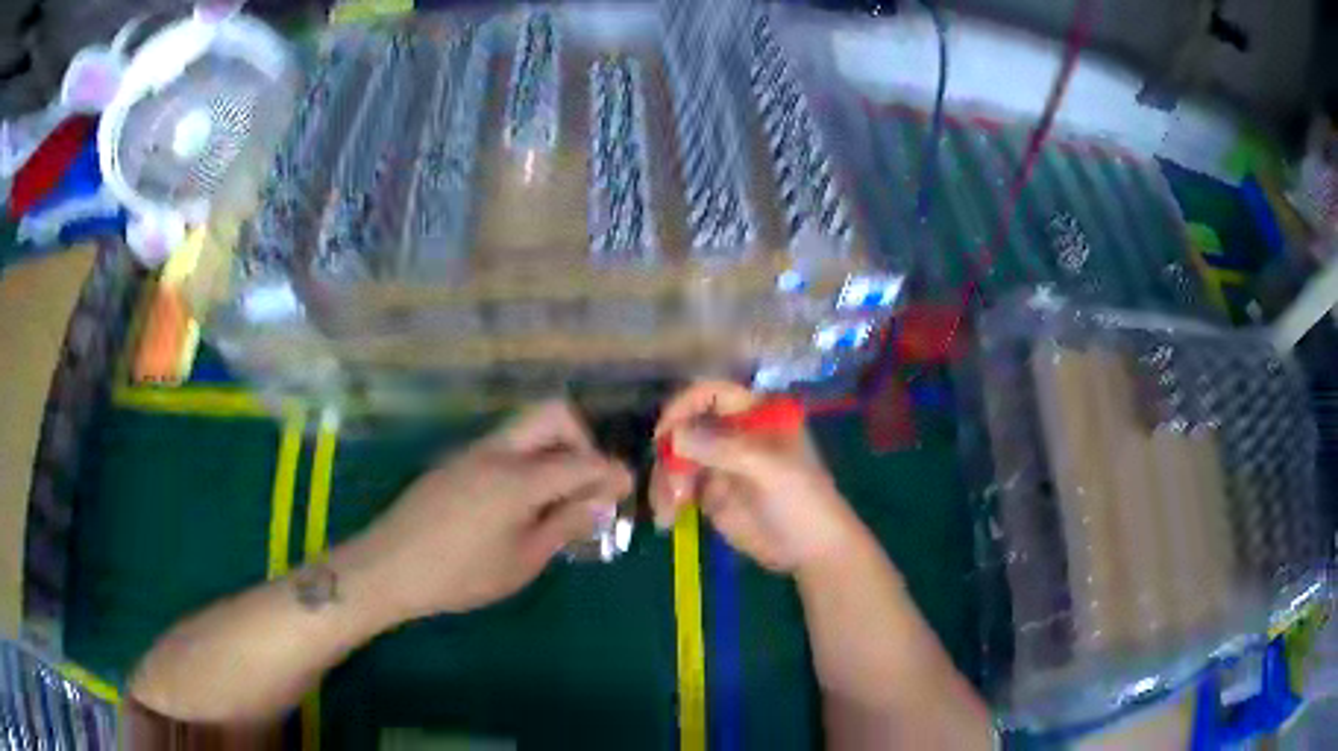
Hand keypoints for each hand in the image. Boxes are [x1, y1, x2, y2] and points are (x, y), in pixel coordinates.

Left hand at [344, 400, 632, 620]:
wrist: (389, 567)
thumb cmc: (461, 574)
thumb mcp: (522, 560)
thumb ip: (563, 525)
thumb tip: (598, 502)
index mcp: (519, 478)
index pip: (580, 461)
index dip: (610, 471)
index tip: (626, 488)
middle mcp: (497, 451)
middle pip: (552, 415)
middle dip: (581, 440)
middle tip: (587, 482)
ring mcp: (471, 452)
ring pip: (525, 428)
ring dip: (552, 450)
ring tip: (556, 499)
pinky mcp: (454, 463)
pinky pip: (502, 446)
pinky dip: (526, 461)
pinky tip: (518, 504)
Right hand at [651, 382, 863, 572]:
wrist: (812, 551)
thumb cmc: (802, 502)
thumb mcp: (769, 470)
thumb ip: (724, 450)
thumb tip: (675, 435)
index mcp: (756, 414)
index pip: (712, 393)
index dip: (684, 406)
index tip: (664, 433)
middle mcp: (733, 432)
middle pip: (685, 427)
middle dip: (670, 455)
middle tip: (671, 485)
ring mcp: (719, 463)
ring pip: (676, 458)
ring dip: (664, 481)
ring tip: (669, 510)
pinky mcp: (709, 493)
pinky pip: (677, 486)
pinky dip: (666, 498)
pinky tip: (667, 518)